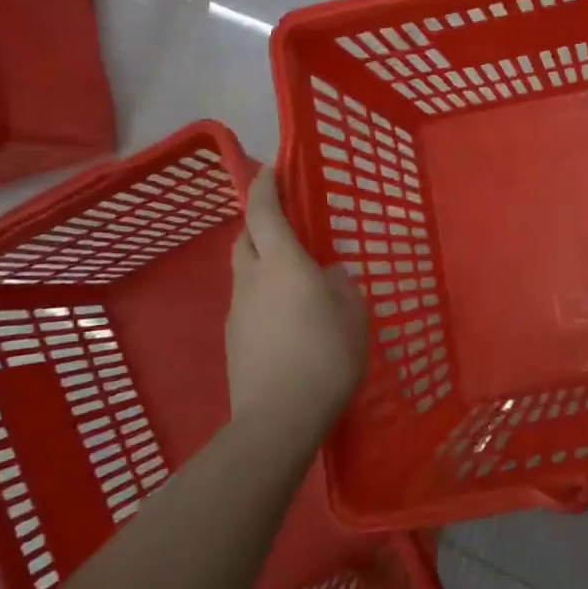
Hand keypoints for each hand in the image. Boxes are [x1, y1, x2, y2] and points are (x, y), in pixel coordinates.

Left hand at [226, 169, 368, 431]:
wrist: (277, 420)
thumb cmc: (325, 355)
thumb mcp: (353, 313)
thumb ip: (342, 285)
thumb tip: (329, 274)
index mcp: (282, 263)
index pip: (264, 211)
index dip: (265, 185)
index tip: (271, 168)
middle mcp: (252, 280)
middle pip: (245, 238)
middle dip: (259, 223)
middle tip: (285, 224)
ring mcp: (238, 312)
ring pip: (245, 272)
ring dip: (262, 262)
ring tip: (293, 277)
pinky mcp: (234, 342)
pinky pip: (248, 304)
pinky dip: (264, 297)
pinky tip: (287, 320)